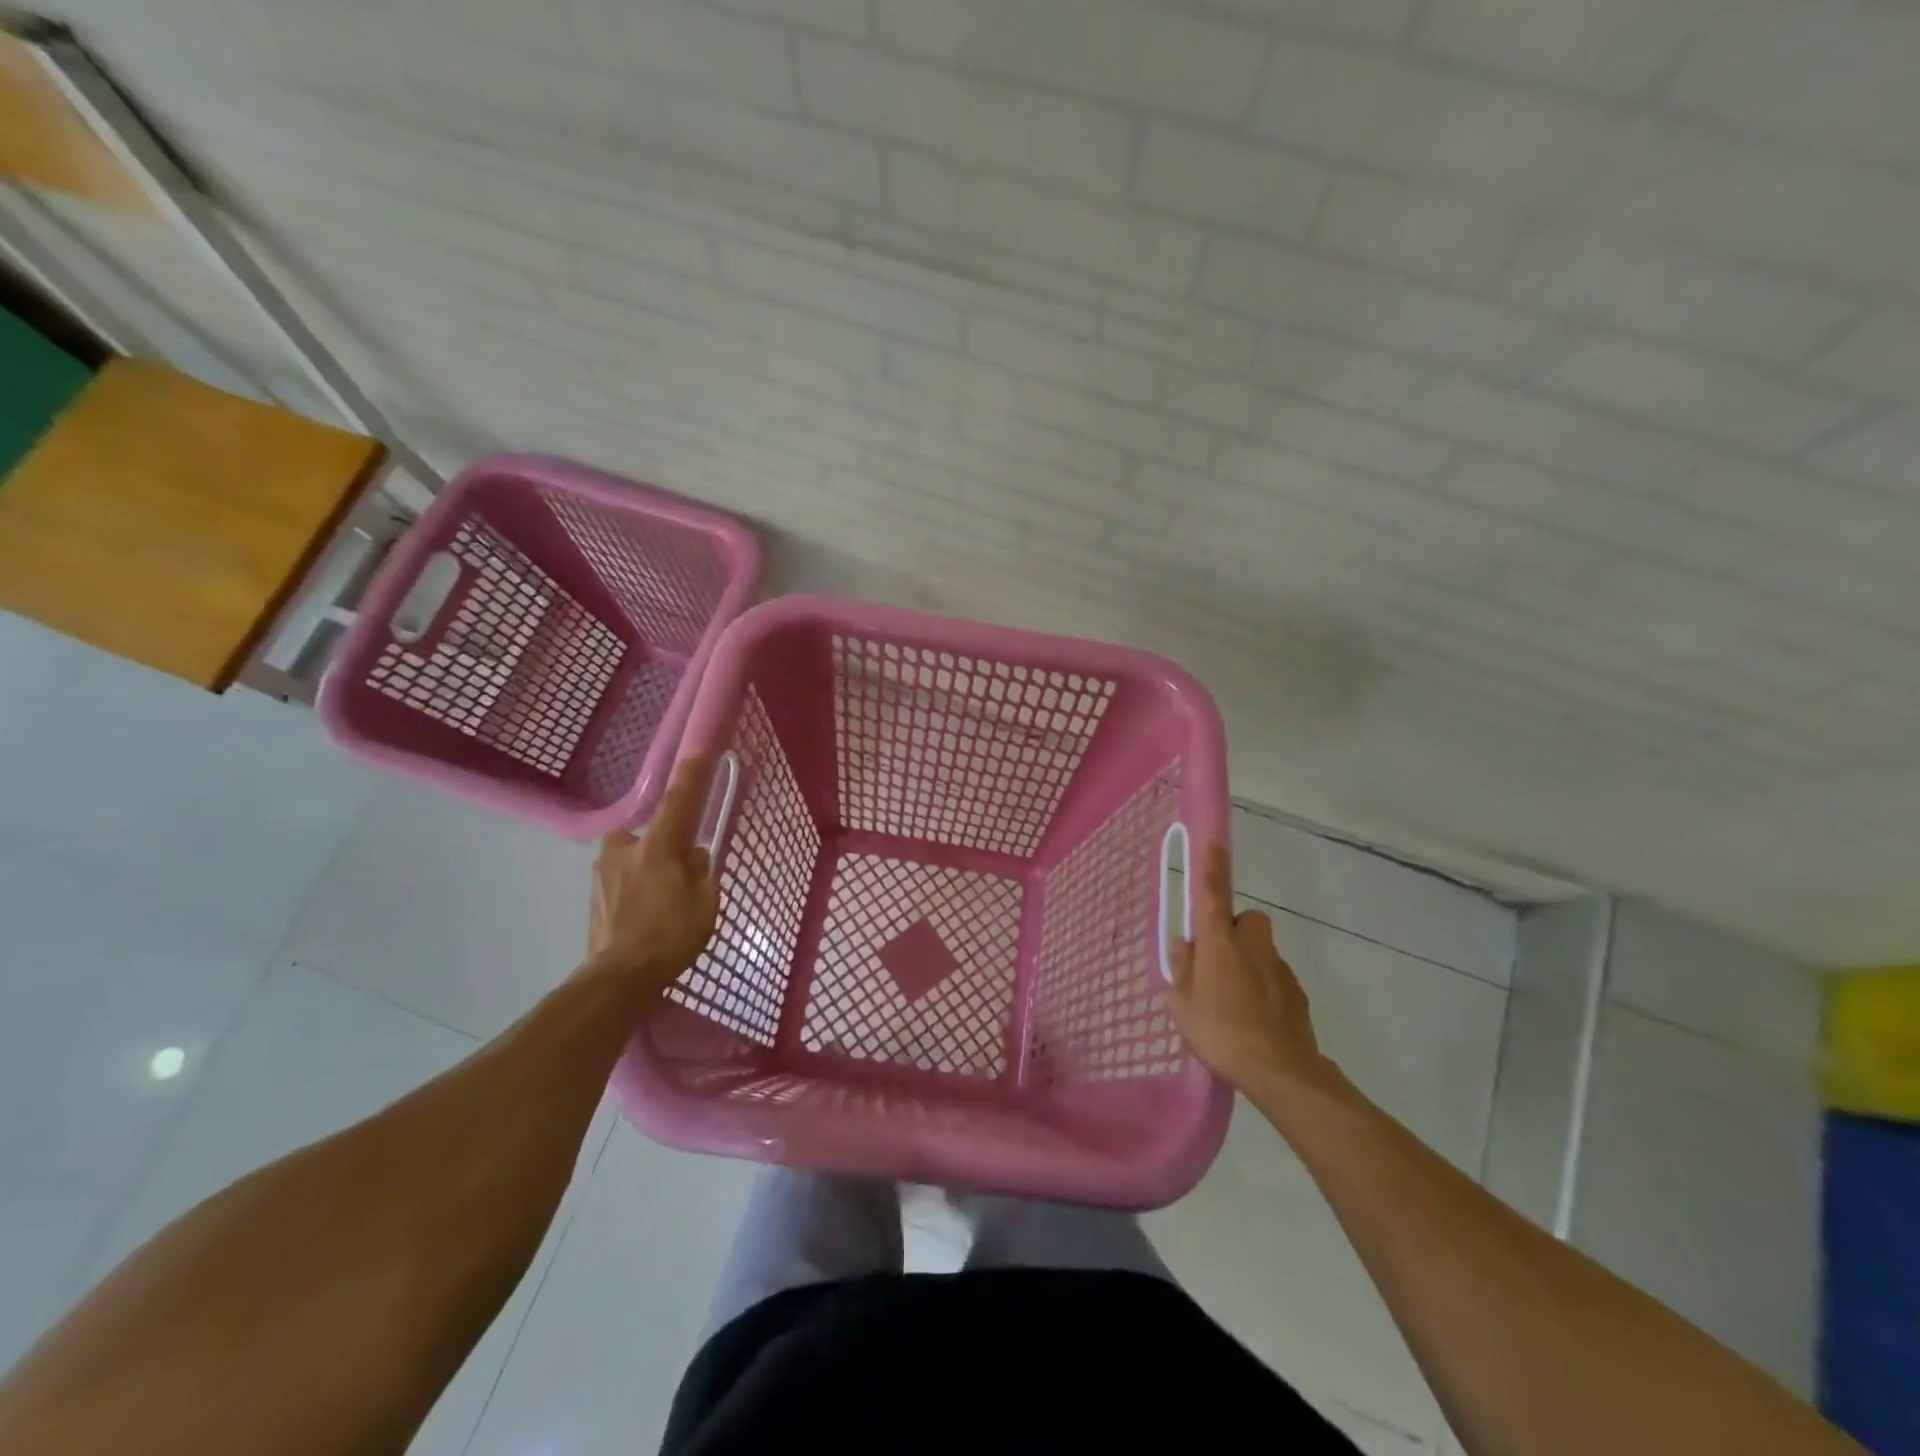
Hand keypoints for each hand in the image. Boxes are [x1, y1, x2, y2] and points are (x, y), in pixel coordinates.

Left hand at [581, 756, 721, 994]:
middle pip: (652, 834)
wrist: (617, 978)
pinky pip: (623, 877)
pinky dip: (636, 887)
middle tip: (681, 874)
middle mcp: (624, 848)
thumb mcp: (704, 903)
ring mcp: (602, 870)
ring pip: (635, 856)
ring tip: (663, 903)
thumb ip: (702, 872)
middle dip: (666, 847)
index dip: (692, 775)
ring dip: (649, 869)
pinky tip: (645, 915)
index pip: (678, 801)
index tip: (700, 750)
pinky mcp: (594, 892)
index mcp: (657, 846)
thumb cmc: (669, 937)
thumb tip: (695, 856)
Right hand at [1166, 844, 1341, 1097]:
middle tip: (1216, 962)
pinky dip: (1263, 989)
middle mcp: (1252, 945)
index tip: (1213, 841)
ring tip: (1232, 1002)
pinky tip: (1253, 1020)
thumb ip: (1180, 969)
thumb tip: (1185, 945)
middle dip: (1233, 932)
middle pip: (1246, 921)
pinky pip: (1273, 978)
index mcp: (1219, 941)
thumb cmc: (1220, 1031)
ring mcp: (1279, 968)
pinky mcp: (1297, 993)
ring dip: (1247, 963)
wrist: (1281, 1071)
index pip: (1213, 892)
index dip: (1211, 865)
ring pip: (1260, 951)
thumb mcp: (1181, 1003)